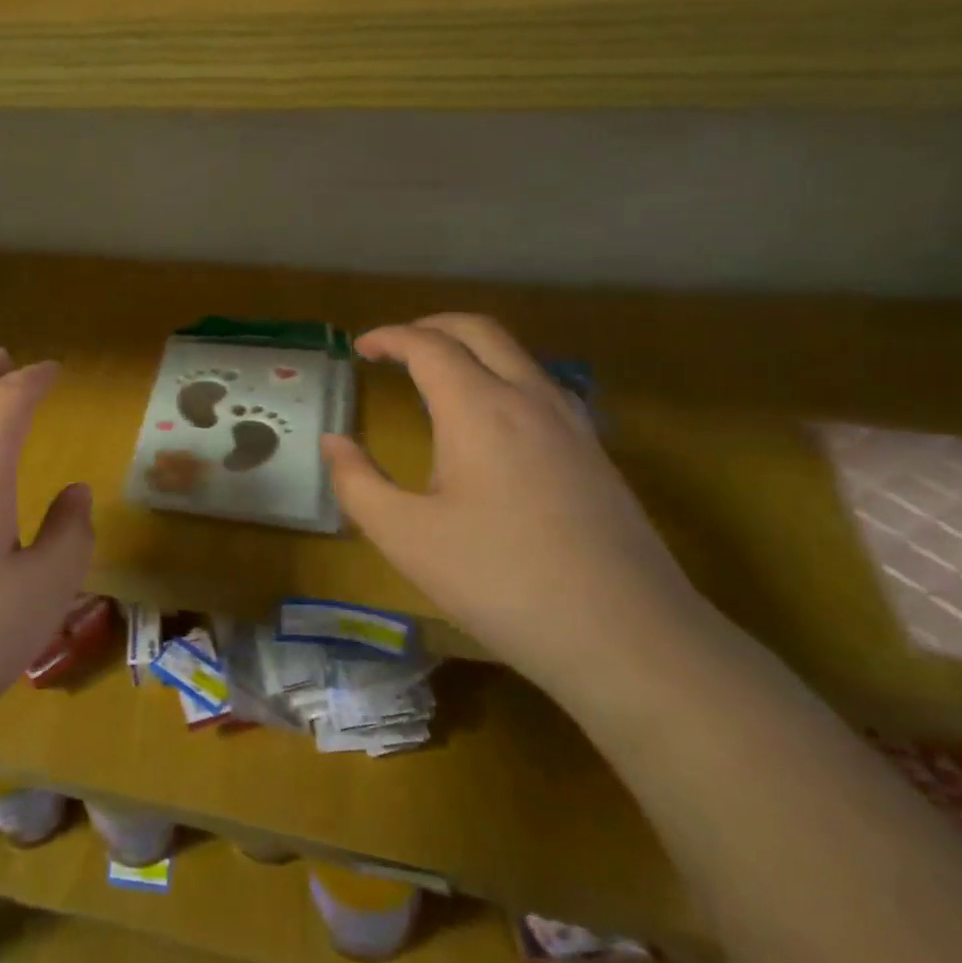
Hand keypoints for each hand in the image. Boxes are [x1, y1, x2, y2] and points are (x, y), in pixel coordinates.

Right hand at [320, 315, 709, 698]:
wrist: (628, 637)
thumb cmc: (501, 581)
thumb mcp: (406, 538)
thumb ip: (357, 483)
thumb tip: (333, 442)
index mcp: (479, 409)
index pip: (428, 345)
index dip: (389, 338)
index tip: (360, 348)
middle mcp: (529, 398)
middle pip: (480, 330)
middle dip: (431, 325)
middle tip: (396, 346)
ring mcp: (572, 423)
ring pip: (517, 355)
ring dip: (470, 348)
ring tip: (437, 375)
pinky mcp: (595, 452)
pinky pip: (541, 386)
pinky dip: (502, 376)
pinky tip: (491, 421)